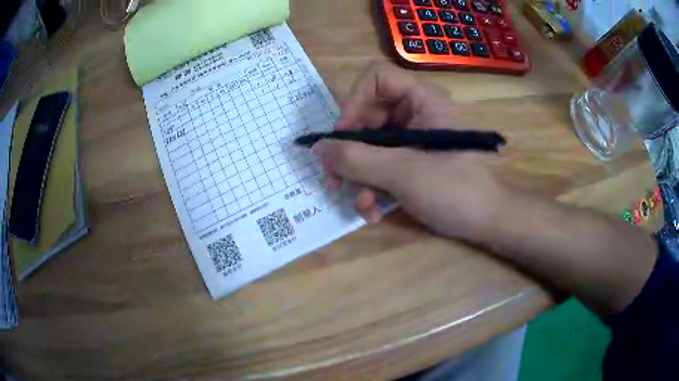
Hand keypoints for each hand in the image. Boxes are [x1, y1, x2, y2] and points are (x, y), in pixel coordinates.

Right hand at [314, 67, 505, 241]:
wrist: (484, 222)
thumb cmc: (454, 191)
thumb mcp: (403, 173)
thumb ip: (356, 159)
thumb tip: (317, 147)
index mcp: (422, 100)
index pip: (376, 79)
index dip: (354, 102)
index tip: (342, 137)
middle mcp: (414, 113)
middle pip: (366, 115)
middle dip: (349, 152)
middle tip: (334, 180)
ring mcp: (410, 139)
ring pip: (367, 146)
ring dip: (358, 178)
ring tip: (363, 205)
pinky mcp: (407, 161)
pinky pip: (377, 165)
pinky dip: (370, 188)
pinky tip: (373, 212)